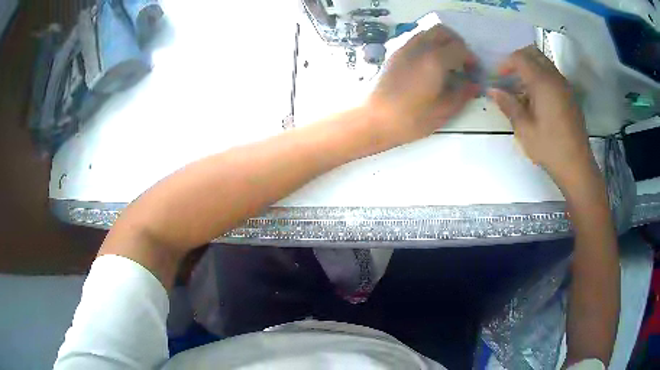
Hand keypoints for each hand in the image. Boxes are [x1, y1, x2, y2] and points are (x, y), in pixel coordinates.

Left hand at [366, 24, 478, 145]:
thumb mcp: (443, 111)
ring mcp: (404, 48)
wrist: (374, 119)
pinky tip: (428, 64)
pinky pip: (415, 39)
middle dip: (457, 43)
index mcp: (435, 60)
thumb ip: (463, 94)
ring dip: (441, 41)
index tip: (473, 71)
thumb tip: (475, 84)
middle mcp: (419, 47)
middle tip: (462, 62)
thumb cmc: (411, 119)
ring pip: (427, 32)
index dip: (471, 58)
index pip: (460, 48)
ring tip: (446, 62)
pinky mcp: (394, 53)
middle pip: (443, 31)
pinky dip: (427, 44)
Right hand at [488, 46, 596, 187]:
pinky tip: (536, 100)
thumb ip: (508, 105)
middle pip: (534, 54)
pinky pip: (553, 77)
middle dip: (519, 60)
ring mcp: (565, 87)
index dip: (506, 63)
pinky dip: (541, 79)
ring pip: (544, 64)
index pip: (520, 57)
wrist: (577, 166)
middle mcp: (555, 78)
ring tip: (521, 91)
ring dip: (530, 70)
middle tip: (509, 78)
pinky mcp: (570, 96)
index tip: (498, 78)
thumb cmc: (550, 148)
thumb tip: (492, 90)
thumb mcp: (524, 129)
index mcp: (543, 82)